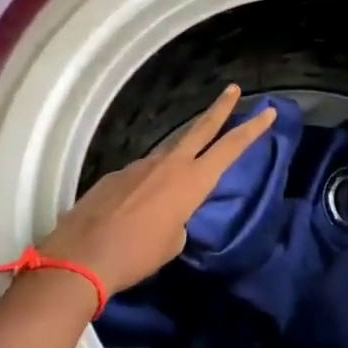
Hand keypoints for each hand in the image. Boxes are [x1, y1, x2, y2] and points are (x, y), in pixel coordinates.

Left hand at [38, 85, 277, 294]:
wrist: (80, 258)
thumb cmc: (137, 255)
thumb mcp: (173, 242)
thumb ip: (179, 219)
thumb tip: (168, 213)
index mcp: (192, 182)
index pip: (230, 148)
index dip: (252, 129)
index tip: (268, 112)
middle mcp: (169, 165)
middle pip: (201, 128)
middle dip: (221, 108)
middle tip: (233, 89)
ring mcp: (139, 166)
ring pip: (169, 152)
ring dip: (181, 154)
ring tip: (181, 176)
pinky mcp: (115, 176)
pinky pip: (142, 174)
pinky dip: (148, 183)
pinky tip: (139, 205)